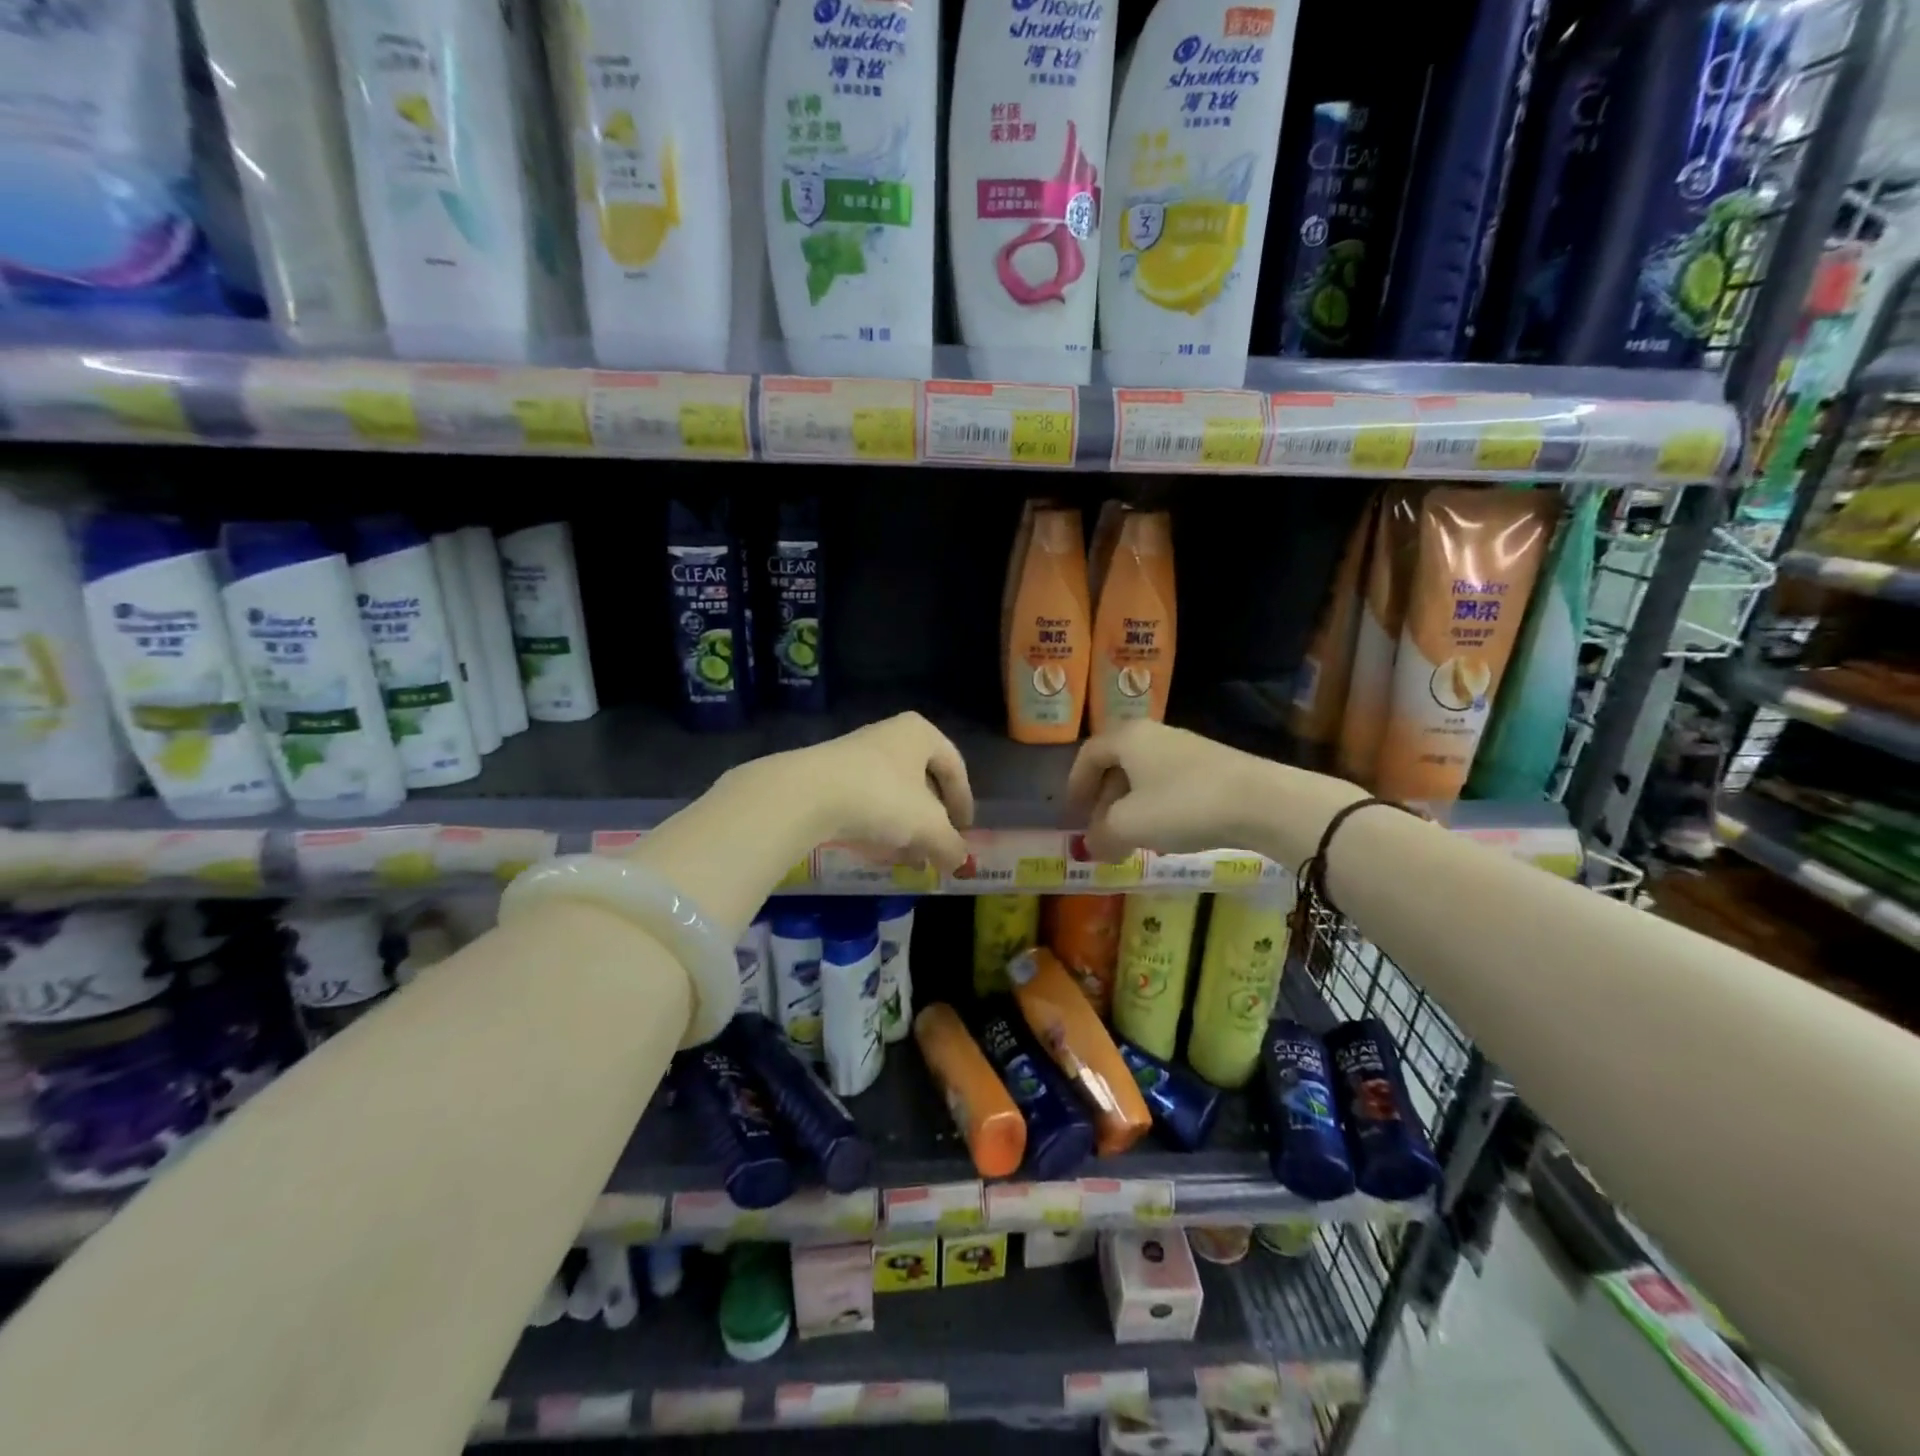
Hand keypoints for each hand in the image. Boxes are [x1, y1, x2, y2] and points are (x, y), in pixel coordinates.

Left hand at [742, 711, 974, 872]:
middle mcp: (890, 735)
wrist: (807, 794)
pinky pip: (866, 800)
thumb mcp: (928, 826)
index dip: (964, 802)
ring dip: (905, 827)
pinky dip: (878, 825)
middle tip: (936, 848)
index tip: (964, 832)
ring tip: (908, 858)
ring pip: (893, 793)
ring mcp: (856, 753)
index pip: (954, 767)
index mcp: (920, 733)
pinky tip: (878, 850)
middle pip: (922, 781)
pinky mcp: (830, 774)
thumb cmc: (882, 797)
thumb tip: (961, 861)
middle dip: (932, 820)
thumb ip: (951, 844)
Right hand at [1067, 720, 1364, 866]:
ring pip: (1145, 776)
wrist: (1262, 802)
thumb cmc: (1182, 805)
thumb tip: (1093, 845)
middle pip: (1117, 764)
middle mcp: (1154, 735)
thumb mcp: (1128, 826)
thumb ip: (1101, 835)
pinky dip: (1158, 808)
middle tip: (1100, 831)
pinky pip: (1171, 784)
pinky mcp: (1213, 767)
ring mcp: (1187, 749)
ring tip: (1132, 839)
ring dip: (1131, 807)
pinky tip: (1167, 835)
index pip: (1088, 754)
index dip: (1075, 784)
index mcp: (1127, 738)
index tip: (1072, 813)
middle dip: (1104, 800)